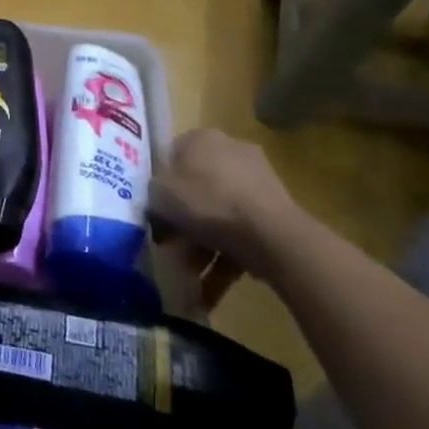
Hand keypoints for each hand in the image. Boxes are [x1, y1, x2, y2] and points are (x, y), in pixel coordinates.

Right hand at [153, 129, 304, 281]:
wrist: (271, 235)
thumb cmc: (206, 203)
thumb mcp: (159, 195)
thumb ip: (151, 193)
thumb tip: (156, 204)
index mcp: (201, 138)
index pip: (170, 156)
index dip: (158, 186)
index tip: (153, 213)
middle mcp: (231, 151)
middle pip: (196, 189)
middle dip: (183, 224)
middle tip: (170, 249)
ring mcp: (258, 181)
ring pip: (219, 214)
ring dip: (202, 247)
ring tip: (190, 280)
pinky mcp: (277, 211)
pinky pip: (241, 232)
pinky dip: (226, 258)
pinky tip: (211, 290)